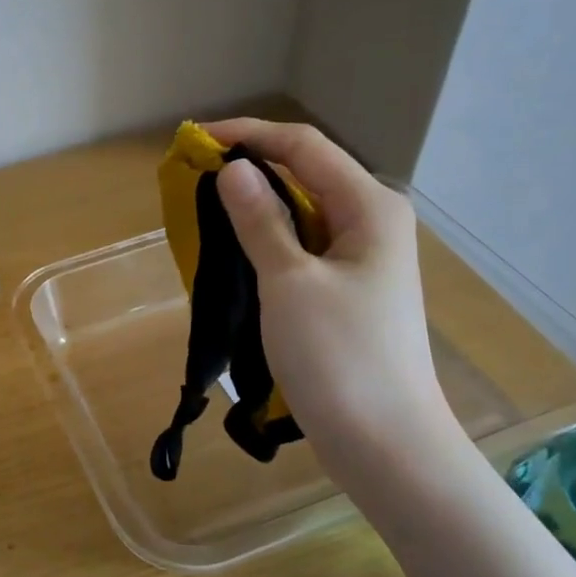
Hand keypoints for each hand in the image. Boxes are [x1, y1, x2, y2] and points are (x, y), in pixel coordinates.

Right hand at [206, 118, 457, 476]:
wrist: (383, 441)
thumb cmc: (338, 356)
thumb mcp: (289, 281)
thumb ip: (260, 220)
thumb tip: (233, 168)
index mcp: (369, 207)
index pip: (304, 147)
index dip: (249, 135)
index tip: (195, 140)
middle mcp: (371, 222)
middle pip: (305, 175)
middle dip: (249, 170)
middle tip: (192, 179)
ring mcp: (362, 259)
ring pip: (301, 214)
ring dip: (255, 208)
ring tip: (205, 212)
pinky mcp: (348, 292)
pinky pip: (302, 249)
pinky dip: (267, 242)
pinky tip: (235, 253)